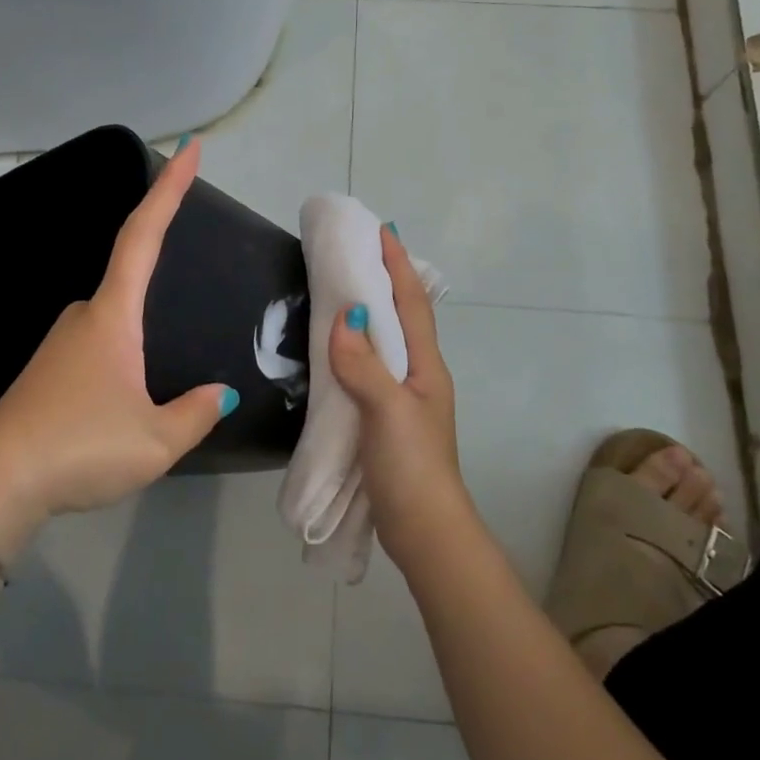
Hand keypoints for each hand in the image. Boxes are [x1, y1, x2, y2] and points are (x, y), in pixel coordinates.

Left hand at [0, 138, 234, 550]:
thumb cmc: (80, 448)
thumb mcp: (155, 441)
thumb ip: (196, 414)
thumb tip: (221, 394)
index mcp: (112, 316)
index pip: (144, 235)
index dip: (169, 189)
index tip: (190, 148)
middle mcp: (83, 317)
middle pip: (128, 274)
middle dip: (159, 265)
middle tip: (193, 282)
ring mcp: (60, 344)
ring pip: (114, 320)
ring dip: (140, 331)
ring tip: (160, 380)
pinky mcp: (47, 372)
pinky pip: (98, 346)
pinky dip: (122, 355)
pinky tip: (126, 393)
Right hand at [327, 226, 471, 570]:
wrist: (423, 529)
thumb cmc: (411, 466)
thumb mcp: (388, 411)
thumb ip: (364, 364)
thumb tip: (344, 314)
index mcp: (425, 366)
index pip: (412, 303)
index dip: (398, 265)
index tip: (381, 230)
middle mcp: (418, 375)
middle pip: (402, 316)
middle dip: (384, 280)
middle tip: (355, 251)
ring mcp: (402, 397)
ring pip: (385, 342)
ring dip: (369, 312)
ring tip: (341, 287)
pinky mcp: (384, 418)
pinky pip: (368, 368)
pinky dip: (353, 347)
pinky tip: (334, 348)